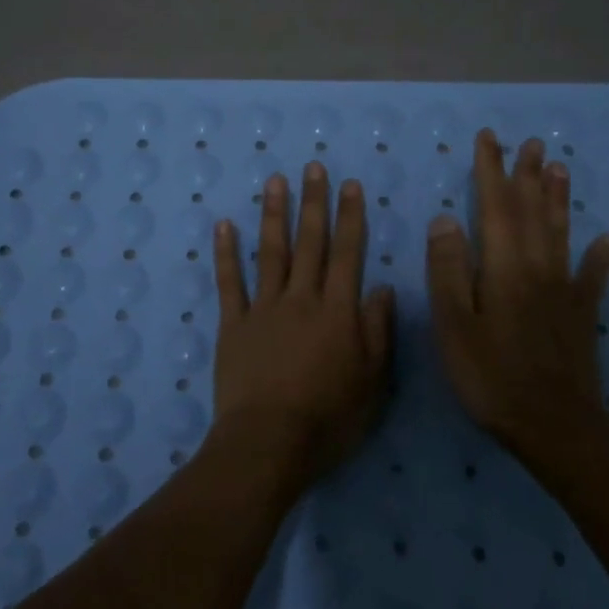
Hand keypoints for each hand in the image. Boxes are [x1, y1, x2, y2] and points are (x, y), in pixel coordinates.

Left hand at [212, 163, 396, 478]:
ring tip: (275, 181)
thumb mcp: (372, 382)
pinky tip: (224, 225)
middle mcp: (301, 298)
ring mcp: (263, 308)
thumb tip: (384, 288)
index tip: (350, 185)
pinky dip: (226, 252)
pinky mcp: (233, 324)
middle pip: (310, 242)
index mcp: (337, 311)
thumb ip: (378, 331)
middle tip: (312, 167)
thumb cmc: (329, 419)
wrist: (269, 442)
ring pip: (271, 252)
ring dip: (274, 214)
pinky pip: (229, 282)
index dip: (351, 217)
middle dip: (314, 202)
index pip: (347, 253)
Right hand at [426, 129, 608, 454]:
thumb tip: (445, 218)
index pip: (495, 207)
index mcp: (504, 267)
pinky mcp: (581, 315)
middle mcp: (537, 268)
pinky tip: (606, 240)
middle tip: (531, 143)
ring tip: (560, 168)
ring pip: (561, 233)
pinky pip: (592, 278)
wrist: (553, 425)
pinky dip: (598, 257)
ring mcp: (564, 291)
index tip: (489, 138)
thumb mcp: (454, 323)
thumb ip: (449, 269)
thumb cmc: (491, 375)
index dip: (490, 171)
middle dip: (527, 175)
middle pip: (532, 212)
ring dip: (559, 199)